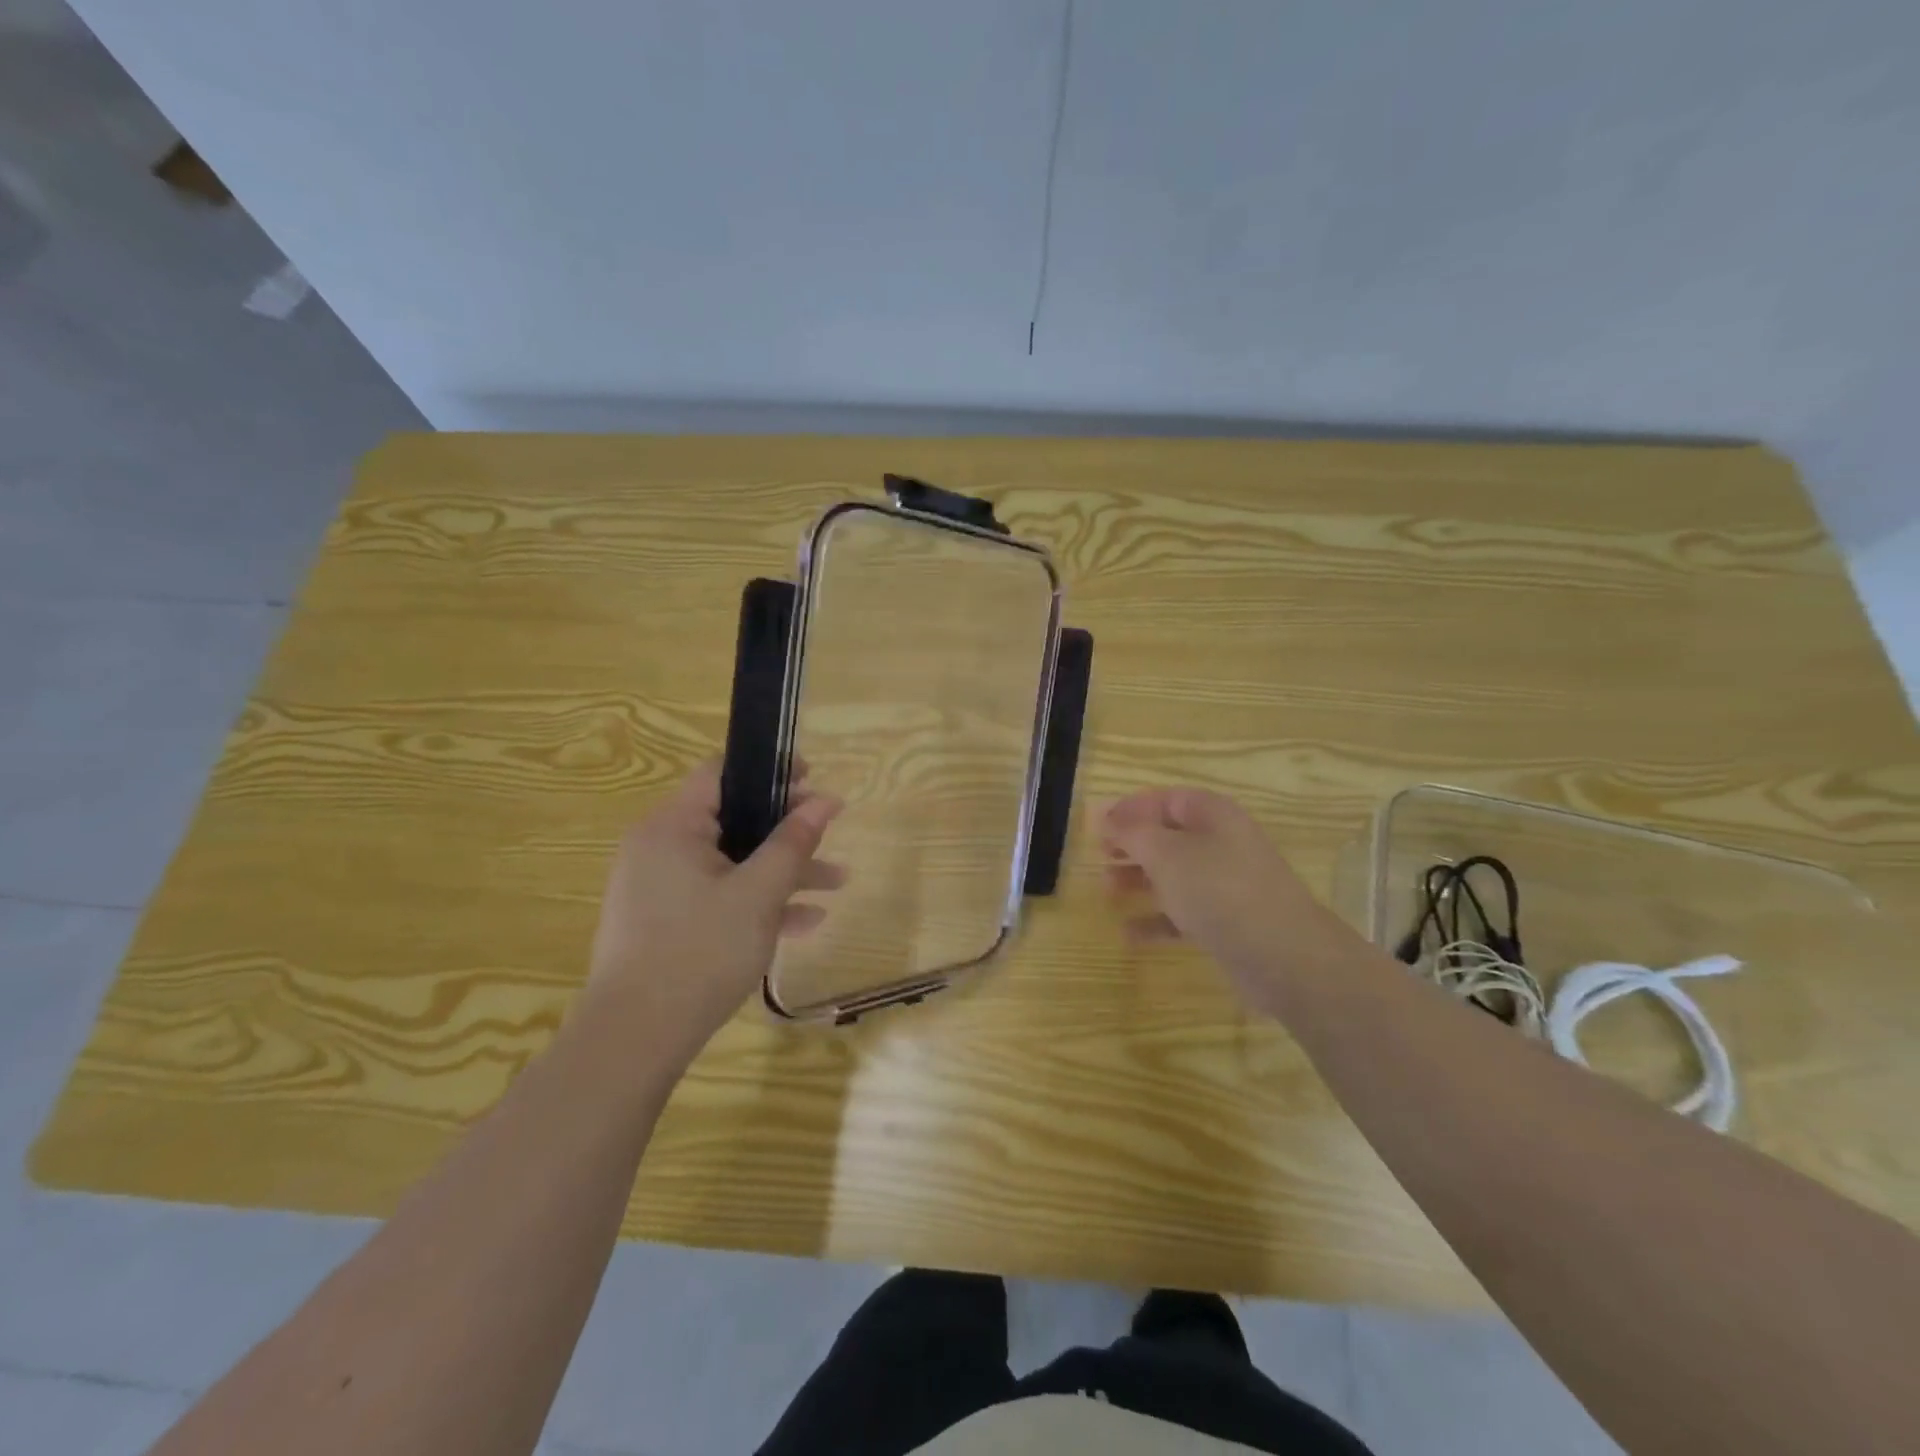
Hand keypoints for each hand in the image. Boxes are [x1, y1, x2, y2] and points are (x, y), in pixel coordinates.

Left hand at [585, 762, 843, 1065]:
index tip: (812, 780)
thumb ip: (794, 842)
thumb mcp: (759, 893)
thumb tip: (826, 800)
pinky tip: (805, 922)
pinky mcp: (664, 922)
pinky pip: (717, 896)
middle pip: (732, 820)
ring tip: (837, 883)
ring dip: (782, 871)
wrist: (635, 1039)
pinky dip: (756, 901)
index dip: (770, 771)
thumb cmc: (701, 951)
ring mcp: (659, 888)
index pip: (721, 773)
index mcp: (672, 826)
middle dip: (787, 831)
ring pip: (731, 863)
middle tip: (830, 834)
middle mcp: (659, 848)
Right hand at [1102, 787, 1359, 1016]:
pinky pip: (1184, 914)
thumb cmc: (1219, 890)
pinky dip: (1156, 921)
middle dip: (1132, 846)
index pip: (1166, 800)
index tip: (1097, 825)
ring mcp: (1227, 886)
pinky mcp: (1228, 923)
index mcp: (1213, 816)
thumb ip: (1131, 833)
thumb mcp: (1166, 854)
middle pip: (1169, 837)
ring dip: (1139, 881)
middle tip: (1100, 857)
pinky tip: (1128, 934)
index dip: (1131, 808)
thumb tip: (1105, 815)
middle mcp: (1222, 844)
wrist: (1284, 956)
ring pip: (1174, 875)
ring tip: (1107, 892)